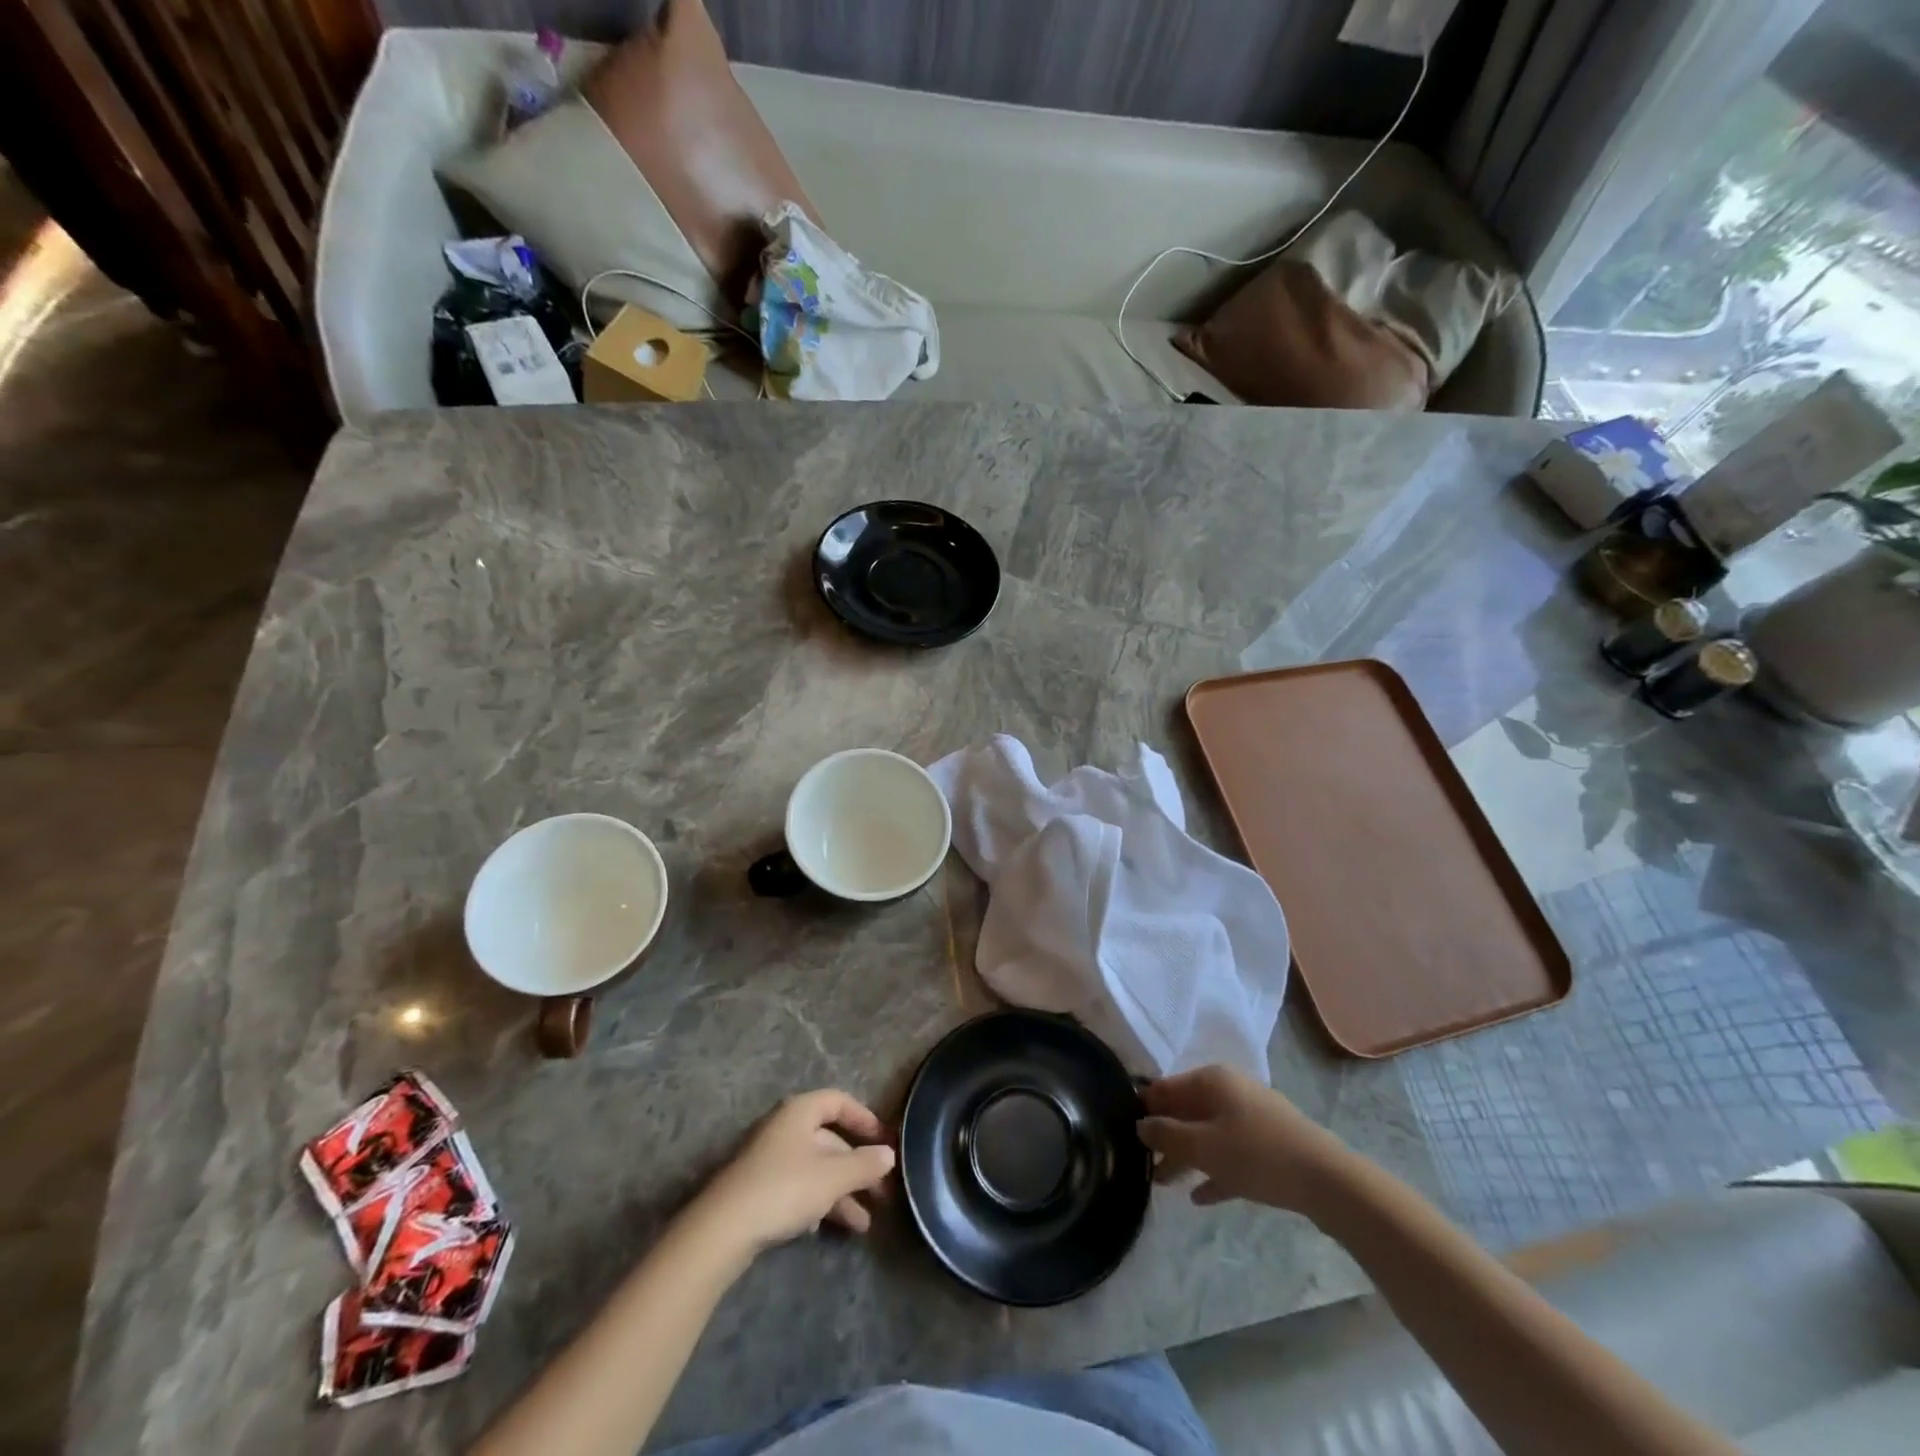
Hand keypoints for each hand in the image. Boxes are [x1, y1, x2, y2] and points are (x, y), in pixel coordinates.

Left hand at [695, 1089, 895, 1254]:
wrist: (723, 1229)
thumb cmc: (785, 1188)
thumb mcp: (833, 1176)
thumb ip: (864, 1164)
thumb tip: (889, 1154)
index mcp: (800, 1112)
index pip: (839, 1102)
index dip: (864, 1118)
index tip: (884, 1141)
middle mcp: (784, 1128)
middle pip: (829, 1140)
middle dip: (857, 1167)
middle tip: (882, 1194)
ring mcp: (769, 1159)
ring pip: (815, 1168)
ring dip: (841, 1193)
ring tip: (863, 1225)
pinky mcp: (758, 1188)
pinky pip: (797, 1187)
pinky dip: (816, 1202)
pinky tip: (822, 1227)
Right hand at [1138, 1065, 1349, 1213]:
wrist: (1328, 1181)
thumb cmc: (1257, 1155)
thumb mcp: (1204, 1147)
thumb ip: (1167, 1136)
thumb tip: (1140, 1125)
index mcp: (1211, 1080)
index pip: (1165, 1088)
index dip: (1144, 1109)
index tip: (1124, 1132)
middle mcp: (1230, 1090)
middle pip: (1186, 1110)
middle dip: (1165, 1137)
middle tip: (1143, 1164)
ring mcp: (1252, 1116)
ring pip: (1208, 1133)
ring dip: (1187, 1156)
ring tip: (1165, 1183)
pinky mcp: (1269, 1144)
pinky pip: (1231, 1153)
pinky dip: (1214, 1169)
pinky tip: (1201, 1197)